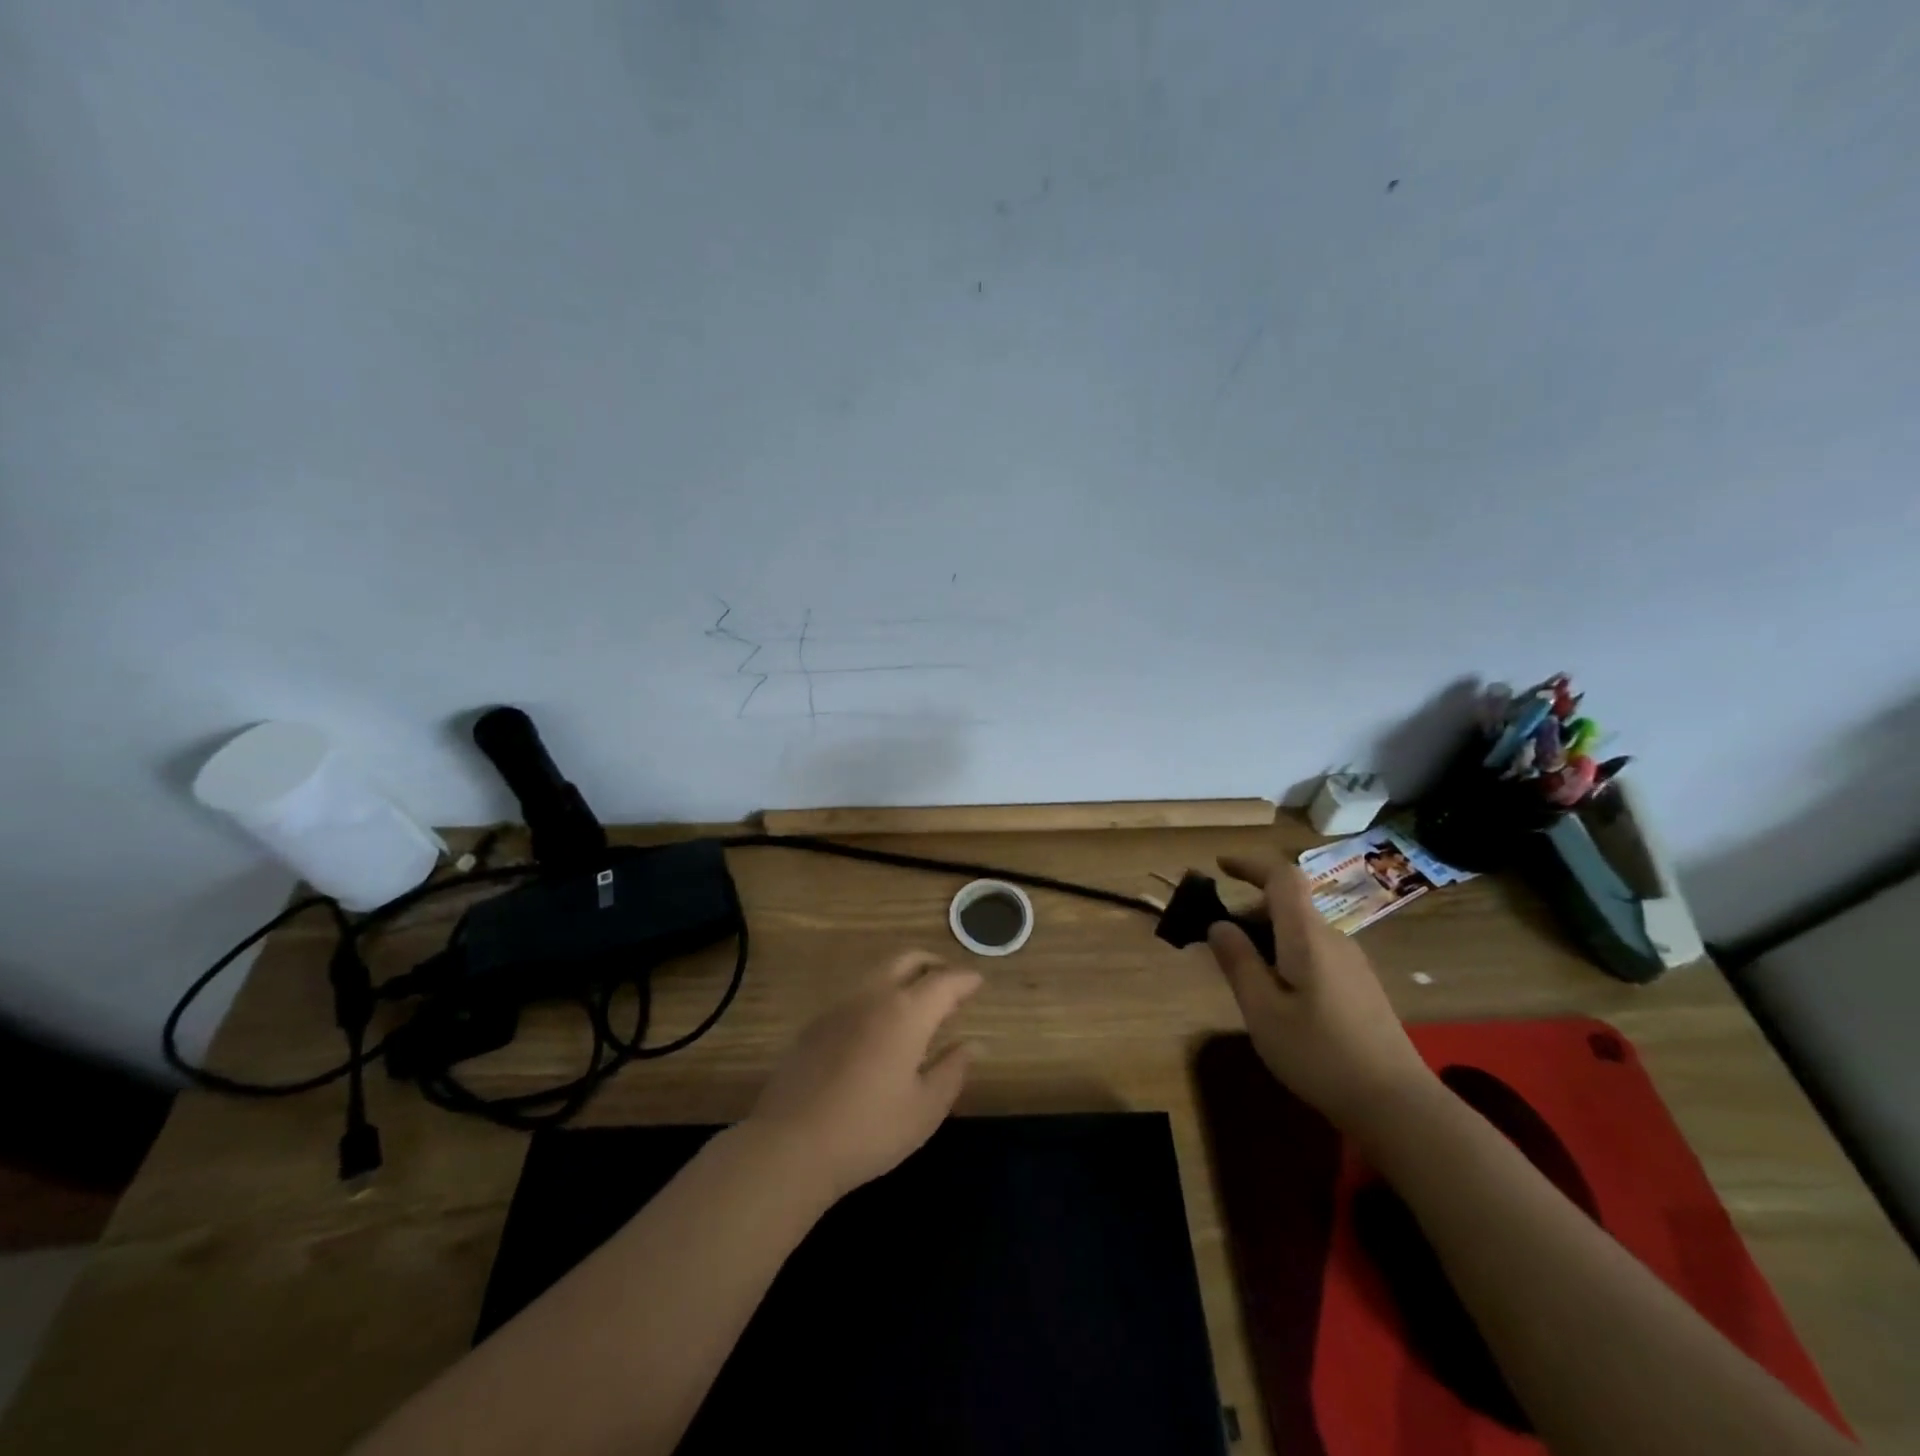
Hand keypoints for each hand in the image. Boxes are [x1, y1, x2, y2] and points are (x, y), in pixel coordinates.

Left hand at [745, 951, 980, 1201]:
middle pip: (907, 959)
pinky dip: (879, 994)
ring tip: (918, 1002)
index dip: (965, 979)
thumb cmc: (869, 1130)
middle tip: (949, 982)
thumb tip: (973, 1044)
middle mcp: (873, 996)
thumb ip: (952, 1070)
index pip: (944, 981)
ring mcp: (840, 1006)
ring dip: (904, 975)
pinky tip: (880, 1025)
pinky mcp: (816, 1023)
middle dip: (933, 964)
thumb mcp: (925, 1109)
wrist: (790, 1144)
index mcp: (906, 1012)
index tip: (979, 982)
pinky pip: (857, 993)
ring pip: (879, 971)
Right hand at [1206, 855, 1435, 1130]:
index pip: (1282, 877)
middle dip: (1248, 912)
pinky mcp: (1360, 987)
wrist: (1398, 1105)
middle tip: (1217, 943)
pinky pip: (1314, 952)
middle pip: (1288, 905)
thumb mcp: (1263, 1011)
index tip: (1219, 866)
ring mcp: (1352, 963)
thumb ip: (1238, 962)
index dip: (1249, 864)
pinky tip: (1277, 996)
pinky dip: (1285, 955)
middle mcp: (1333, 939)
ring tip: (1242, 975)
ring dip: (1266, 937)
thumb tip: (1219, 925)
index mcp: (1307, 936)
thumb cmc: (1320, 1054)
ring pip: (1300, 931)